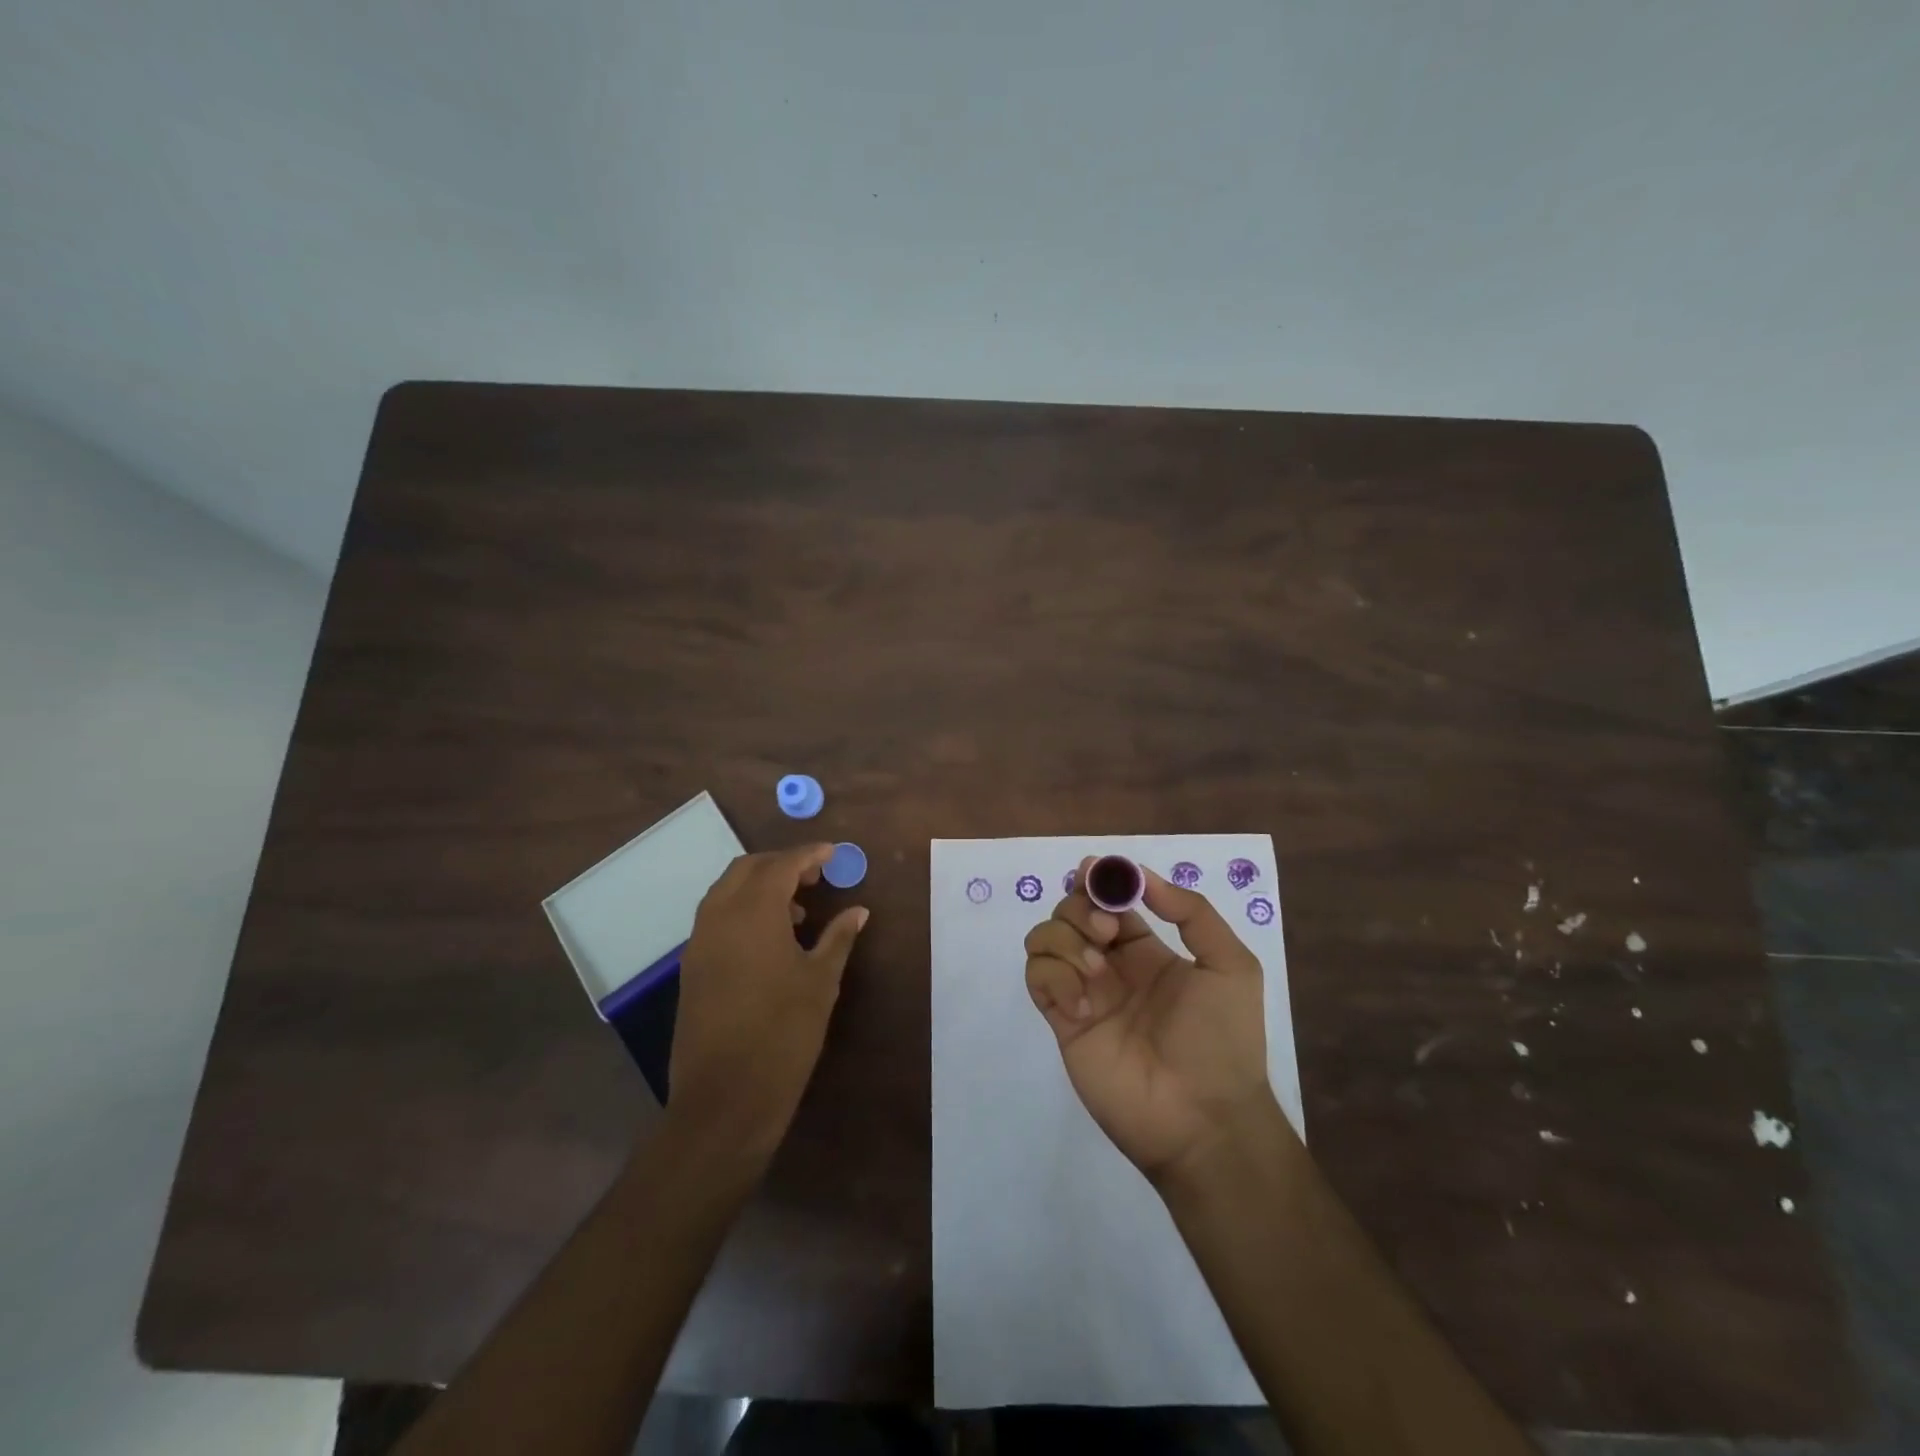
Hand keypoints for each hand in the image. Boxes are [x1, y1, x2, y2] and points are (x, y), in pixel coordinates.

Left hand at [669, 844, 867, 1162]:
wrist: (724, 1098)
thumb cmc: (783, 1034)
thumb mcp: (820, 982)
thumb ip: (838, 938)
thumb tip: (858, 911)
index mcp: (753, 912)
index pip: (781, 864)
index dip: (809, 855)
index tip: (833, 854)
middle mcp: (719, 916)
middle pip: (748, 869)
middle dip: (781, 864)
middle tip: (815, 876)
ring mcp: (700, 942)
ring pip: (727, 891)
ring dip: (760, 887)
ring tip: (797, 911)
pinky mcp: (692, 967)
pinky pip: (716, 918)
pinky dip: (742, 911)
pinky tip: (770, 940)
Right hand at [1024, 860, 1275, 1181]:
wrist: (1204, 1119)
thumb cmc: (1223, 1039)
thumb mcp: (1230, 965)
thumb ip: (1191, 912)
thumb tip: (1140, 875)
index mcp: (1147, 950)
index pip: (1110, 900)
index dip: (1099, 880)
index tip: (1094, 871)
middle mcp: (1110, 965)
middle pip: (1071, 911)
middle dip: (1081, 908)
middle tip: (1106, 933)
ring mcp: (1083, 991)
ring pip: (1045, 937)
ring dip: (1064, 940)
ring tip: (1096, 972)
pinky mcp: (1063, 1021)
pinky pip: (1037, 977)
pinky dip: (1053, 977)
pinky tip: (1083, 1006)